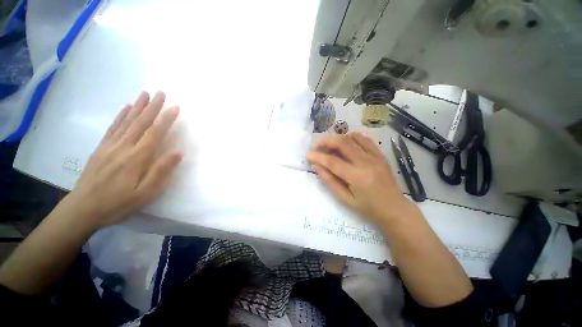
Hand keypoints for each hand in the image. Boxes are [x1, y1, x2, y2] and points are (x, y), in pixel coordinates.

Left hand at [66, 91, 182, 228]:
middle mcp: (124, 147)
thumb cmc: (119, 203)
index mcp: (137, 158)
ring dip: (137, 106)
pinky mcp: (102, 148)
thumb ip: (162, 171)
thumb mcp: (146, 192)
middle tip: (161, 93)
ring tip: (146, 94)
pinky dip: (121, 115)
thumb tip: (178, 152)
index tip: (175, 107)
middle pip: (140, 123)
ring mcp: (110, 146)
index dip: (166, 119)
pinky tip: (126, 107)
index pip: (155, 133)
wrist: (84, 209)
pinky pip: (113, 128)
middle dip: (152, 107)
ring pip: (127, 121)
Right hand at [307, 133, 415, 224]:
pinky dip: (352, 138)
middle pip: (343, 143)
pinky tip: (346, 144)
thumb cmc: (368, 208)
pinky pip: (365, 139)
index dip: (318, 156)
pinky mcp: (381, 155)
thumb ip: (330, 181)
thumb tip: (317, 166)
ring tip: (330, 145)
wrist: (395, 209)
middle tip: (317, 145)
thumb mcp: (345, 199)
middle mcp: (367, 163)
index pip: (333, 162)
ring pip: (353, 138)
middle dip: (326, 141)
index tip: (308, 154)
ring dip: (338, 138)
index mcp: (357, 177)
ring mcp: (376, 157)